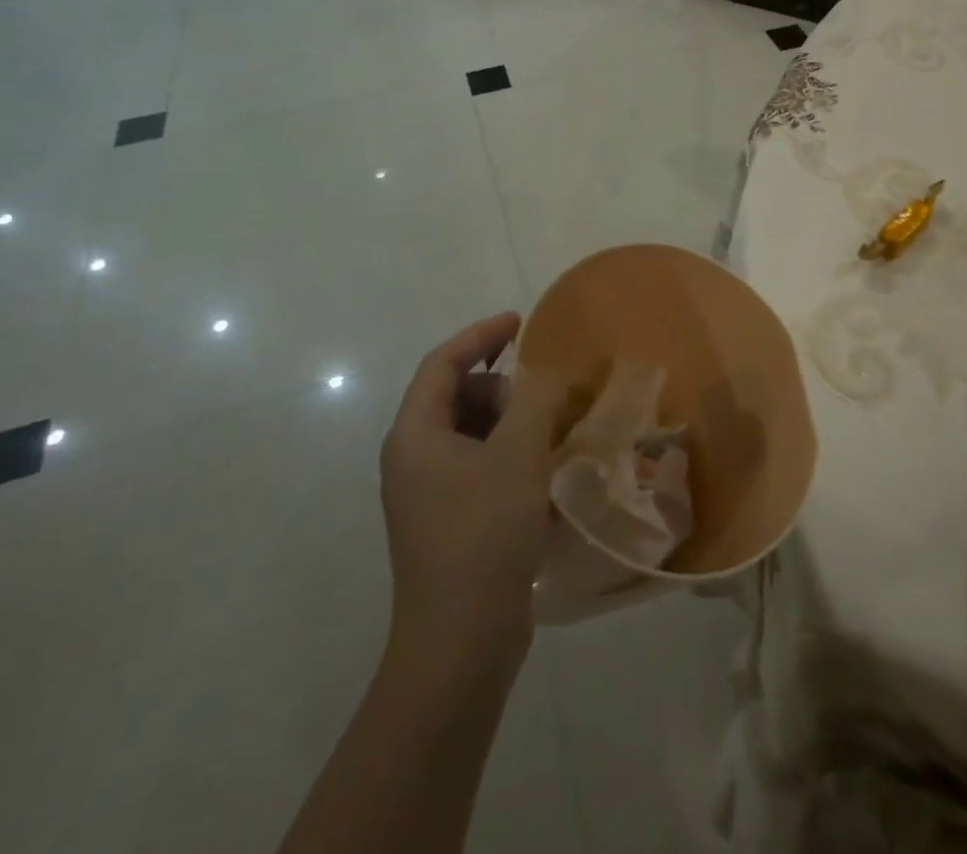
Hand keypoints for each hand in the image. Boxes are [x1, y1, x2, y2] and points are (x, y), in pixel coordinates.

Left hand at [380, 312, 564, 673]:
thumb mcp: (517, 455)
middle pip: (457, 397)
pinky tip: (546, 474)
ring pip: (473, 435)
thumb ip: (535, 399)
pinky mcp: (451, 524)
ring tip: (551, 435)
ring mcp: (430, 495)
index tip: (520, 322)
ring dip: (512, 424)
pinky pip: (481, 469)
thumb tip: (547, 374)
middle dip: (503, 387)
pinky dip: (511, 457)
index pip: (442, 363)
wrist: (461, 644)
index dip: (481, 335)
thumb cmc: (483, 534)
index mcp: (415, 435)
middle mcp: (414, 459)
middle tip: (543, 400)